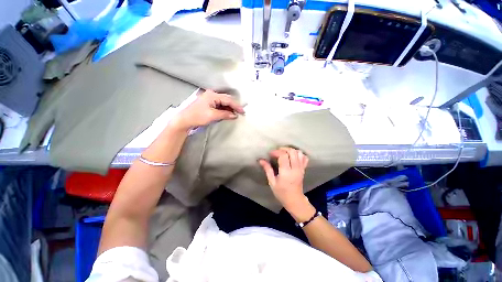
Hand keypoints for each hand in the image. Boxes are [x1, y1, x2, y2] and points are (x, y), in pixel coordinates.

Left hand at [171, 90, 244, 130]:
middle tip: (240, 113)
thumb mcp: (212, 116)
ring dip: (229, 108)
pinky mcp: (208, 103)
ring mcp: (209, 98)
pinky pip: (219, 104)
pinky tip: (227, 113)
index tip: (243, 112)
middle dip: (233, 106)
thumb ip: (225, 114)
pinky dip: (224, 109)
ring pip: (223, 102)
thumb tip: (235, 115)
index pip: (228, 99)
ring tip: (235, 114)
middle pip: (226, 99)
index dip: (236, 106)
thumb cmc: (197, 116)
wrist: (184, 120)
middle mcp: (211, 94)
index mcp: (212, 95)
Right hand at [259, 147, 313, 218]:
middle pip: (292, 152)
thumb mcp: (272, 182)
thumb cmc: (281, 193)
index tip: (270, 154)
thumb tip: (261, 160)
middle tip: (277, 152)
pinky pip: (304, 157)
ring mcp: (301, 168)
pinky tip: (292, 156)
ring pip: (299, 153)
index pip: (283, 156)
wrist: (295, 200)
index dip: (276, 152)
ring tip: (284, 153)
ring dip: (291, 150)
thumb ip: (267, 169)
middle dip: (283, 149)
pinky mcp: (304, 169)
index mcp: (286, 172)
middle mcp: (295, 168)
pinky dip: (298, 154)